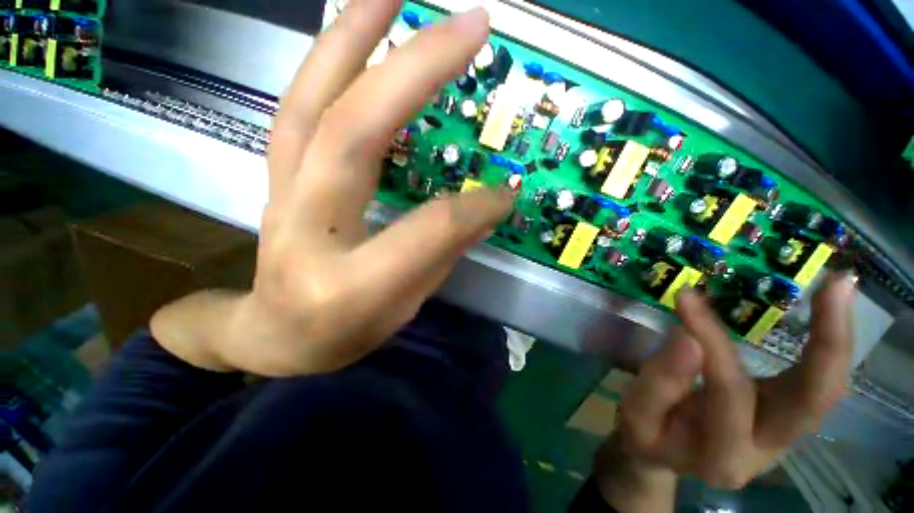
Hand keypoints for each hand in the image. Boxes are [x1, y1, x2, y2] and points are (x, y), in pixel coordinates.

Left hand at [152, 1, 512, 375]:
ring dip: (354, 37)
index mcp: (350, 284)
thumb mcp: (403, 308)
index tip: (508, 190)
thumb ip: (441, 255)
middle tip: (469, 23)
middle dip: (414, 71)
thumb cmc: (343, 333)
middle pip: (355, 134)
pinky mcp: (276, 179)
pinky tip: (354, 34)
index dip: (475, 208)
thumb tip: (484, 208)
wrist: (274, 334)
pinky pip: (299, 110)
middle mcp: (308, 229)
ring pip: (312, 104)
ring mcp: (282, 196)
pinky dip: (327, 63)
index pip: (428, 230)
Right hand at [595, 273, 855, 510]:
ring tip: (838, 288)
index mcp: (723, 455)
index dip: (711, 341)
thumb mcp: (636, 410)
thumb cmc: (646, 432)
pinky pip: (816, 383)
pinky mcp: (784, 417)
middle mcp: (768, 449)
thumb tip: (688, 336)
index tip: (688, 298)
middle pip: (815, 401)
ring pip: (827, 390)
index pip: (729, 391)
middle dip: (830, 341)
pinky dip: (825, 346)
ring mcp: (783, 435)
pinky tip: (827, 311)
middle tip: (835, 285)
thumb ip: (660, 379)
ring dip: (837, 338)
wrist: (665, 455)